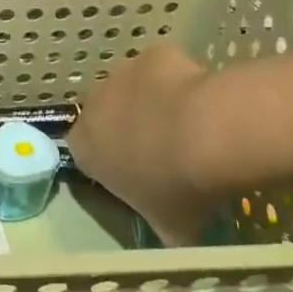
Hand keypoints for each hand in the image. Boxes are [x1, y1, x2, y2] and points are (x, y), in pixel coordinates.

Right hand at [68, 42, 218, 246]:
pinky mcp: (152, 55)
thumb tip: (172, 236)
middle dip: (128, 127)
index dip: (112, 163)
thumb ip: (161, 227)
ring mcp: (121, 74)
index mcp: (84, 148)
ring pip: (133, 89)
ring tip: (190, 126)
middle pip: (106, 115)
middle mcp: (92, 105)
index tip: (140, 175)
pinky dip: (177, 81)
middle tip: (166, 150)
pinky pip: (162, 69)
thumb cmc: (178, 188)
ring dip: (151, 102)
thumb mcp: (169, 228)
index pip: (86, 153)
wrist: (209, 134)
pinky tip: (202, 100)